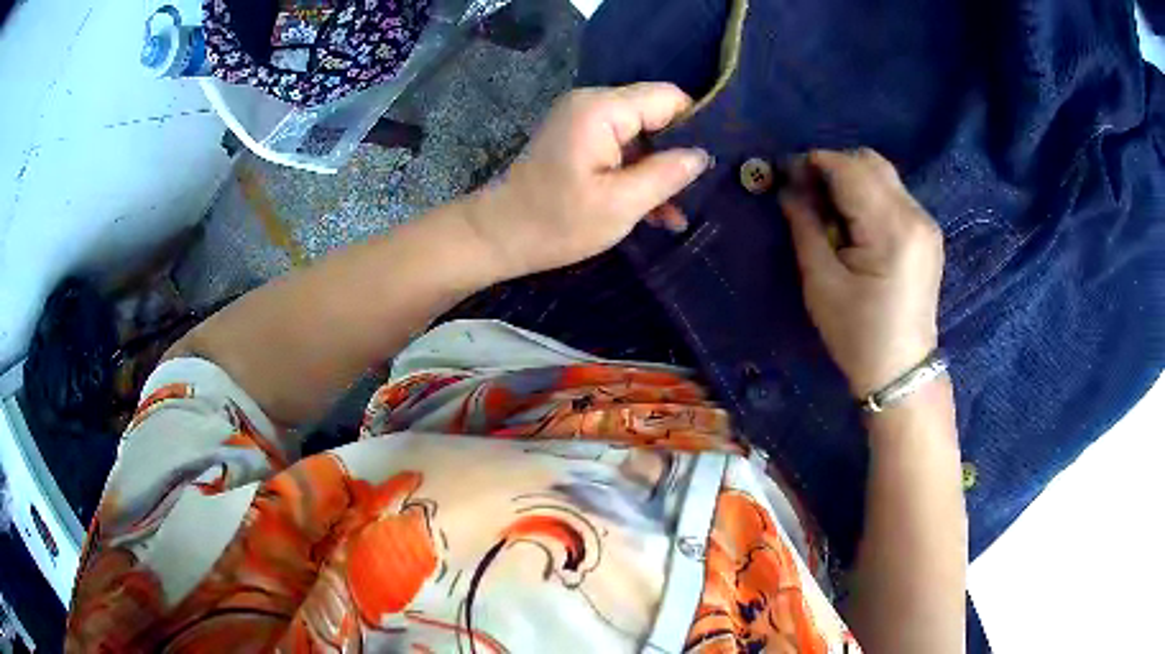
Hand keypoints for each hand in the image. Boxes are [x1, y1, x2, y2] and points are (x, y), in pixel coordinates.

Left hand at [470, 83, 710, 277]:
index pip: (668, 97)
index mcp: (602, 110)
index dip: (695, 125)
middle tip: (697, 192)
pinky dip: (638, 173)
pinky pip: (622, 147)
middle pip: (656, 113)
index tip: (711, 163)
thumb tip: (702, 155)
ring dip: (659, 170)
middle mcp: (593, 104)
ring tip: (675, 213)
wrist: (496, 236)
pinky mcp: (579, 139)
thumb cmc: (555, 223)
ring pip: (642, 134)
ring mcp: (584, 121)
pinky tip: (655, 210)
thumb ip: (667, 174)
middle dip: (678, 152)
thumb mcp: (620, 204)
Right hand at [779, 148, 943, 397]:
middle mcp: (915, 215)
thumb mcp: (821, 282)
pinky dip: (867, 196)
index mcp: (891, 229)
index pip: (849, 169)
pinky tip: (853, 224)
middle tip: (806, 192)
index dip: (813, 162)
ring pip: (882, 176)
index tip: (786, 173)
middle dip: (832, 167)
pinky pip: (893, 195)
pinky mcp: (927, 233)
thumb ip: (805, 225)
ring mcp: (926, 223)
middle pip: (870, 162)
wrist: (901, 371)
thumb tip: (788, 187)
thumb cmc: (857, 334)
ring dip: (850, 181)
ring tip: (828, 211)